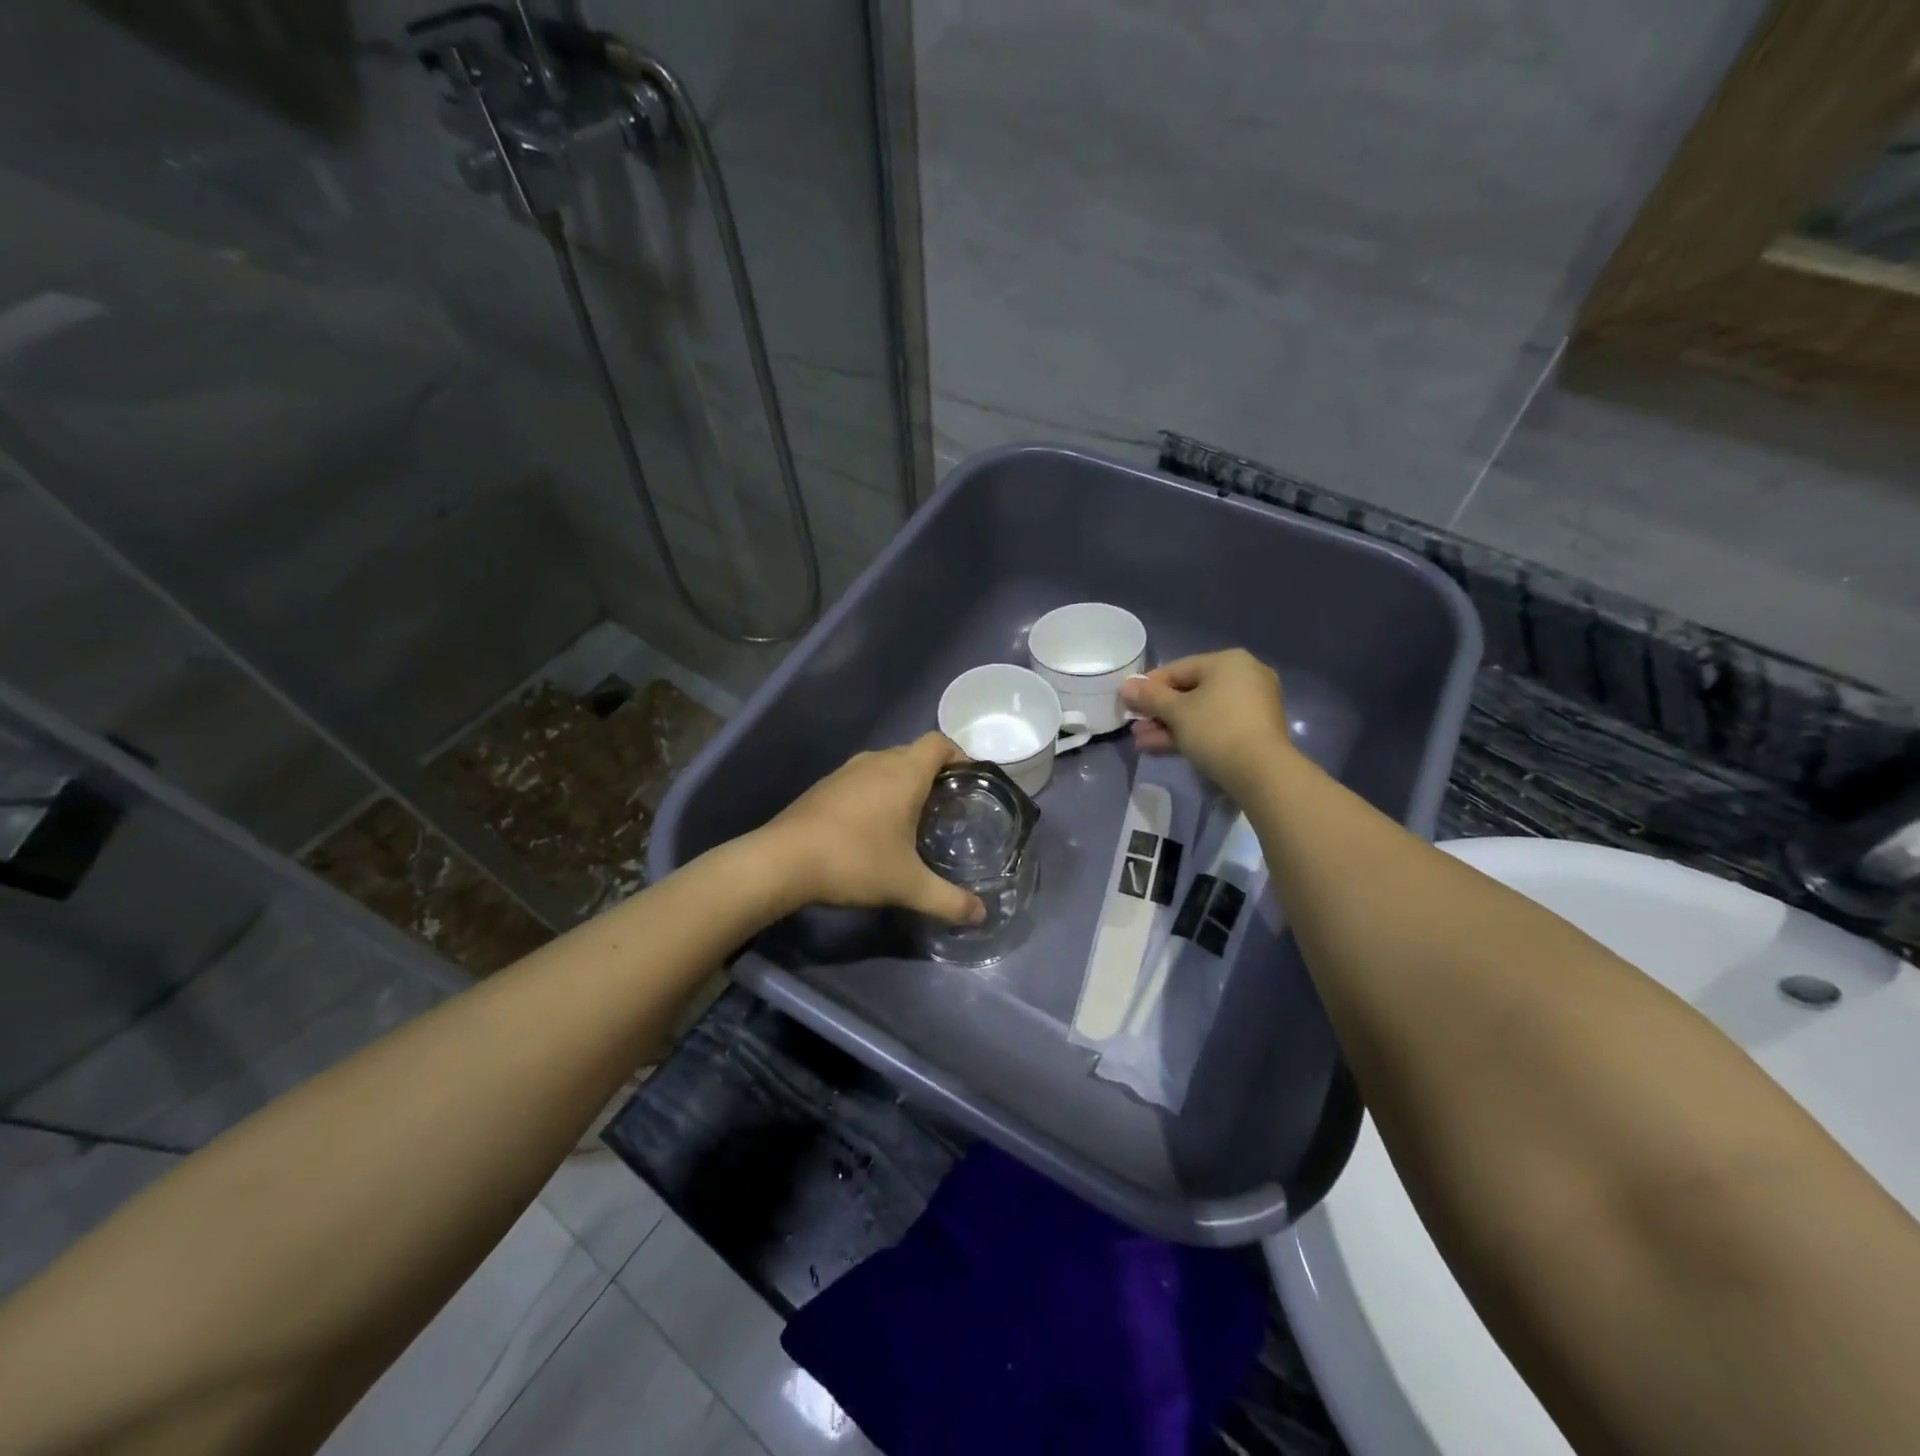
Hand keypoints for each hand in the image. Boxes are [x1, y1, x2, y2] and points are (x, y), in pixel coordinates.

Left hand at [760, 733, 986, 924]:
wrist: (783, 860)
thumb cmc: (855, 861)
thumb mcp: (908, 886)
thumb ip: (948, 900)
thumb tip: (981, 915)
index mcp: (904, 773)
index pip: (939, 743)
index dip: (959, 755)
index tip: (969, 783)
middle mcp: (877, 761)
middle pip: (914, 753)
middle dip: (934, 774)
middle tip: (947, 807)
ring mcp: (846, 771)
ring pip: (885, 765)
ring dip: (902, 783)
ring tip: (913, 817)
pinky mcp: (824, 786)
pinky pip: (862, 778)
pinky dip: (876, 792)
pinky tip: (873, 827)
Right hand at [1121, 650, 1292, 795]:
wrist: (1261, 772)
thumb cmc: (1215, 729)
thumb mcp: (1176, 712)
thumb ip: (1149, 697)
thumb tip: (1126, 685)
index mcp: (1228, 662)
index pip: (1177, 669)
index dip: (1148, 687)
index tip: (1127, 703)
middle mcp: (1244, 676)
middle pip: (1189, 692)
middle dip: (1158, 713)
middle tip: (1134, 728)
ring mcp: (1252, 704)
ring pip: (1201, 712)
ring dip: (1169, 727)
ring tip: (1142, 743)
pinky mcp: (1254, 730)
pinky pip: (1215, 725)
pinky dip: (1191, 734)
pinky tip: (1163, 748)